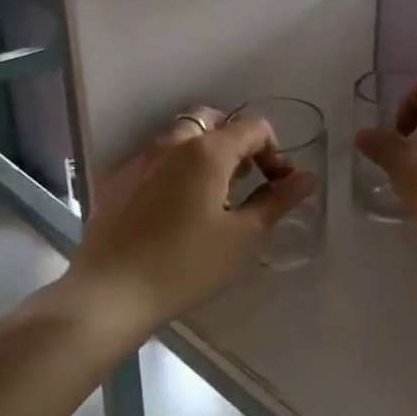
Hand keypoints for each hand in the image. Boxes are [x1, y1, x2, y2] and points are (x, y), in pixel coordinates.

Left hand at [62, 107, 314, 334]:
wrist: (109, 294)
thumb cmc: (186, 265)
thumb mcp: (243, 237)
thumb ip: (276, 201)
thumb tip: (306, 178)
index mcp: (207, 151)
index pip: (253, 127)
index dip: (275, 152)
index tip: (279, 187)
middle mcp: (172, 143)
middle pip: (213, 121)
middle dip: (236, 144)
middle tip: (244, 182)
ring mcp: (139, 160)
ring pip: (181, 138)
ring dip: (205, 154)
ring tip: (212, 198)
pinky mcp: (117, 181)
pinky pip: (156, 159)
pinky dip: (176, 169)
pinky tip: (175, 210)